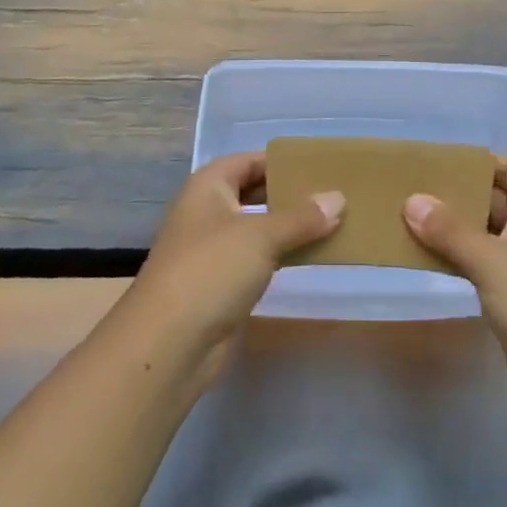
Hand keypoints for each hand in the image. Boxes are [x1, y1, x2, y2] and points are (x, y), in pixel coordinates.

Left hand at [118, 153, 343, 384]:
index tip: (320, 165)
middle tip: (332, 194)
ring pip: (257, 228)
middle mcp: (208, 212)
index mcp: (208, 186)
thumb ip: (302, 217)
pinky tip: (309, 257)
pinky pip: (257, 259)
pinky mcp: (220, 285)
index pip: (250, 161)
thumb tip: (339, 198)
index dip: (282, 161)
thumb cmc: (211, 270)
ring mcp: (212, 250)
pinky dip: (281, 255)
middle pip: (254, 193)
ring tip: (331, 223)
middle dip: (289, 194)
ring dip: (289, 227)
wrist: (167, 345)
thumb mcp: (261, 236)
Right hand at [405, 158, 506, 429]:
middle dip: (458, 196)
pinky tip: (428, 263)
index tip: (440, 165)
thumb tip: (411, 200)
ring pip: (485, 238)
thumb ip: (452, 231)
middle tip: (412, 192)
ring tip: (409, 223)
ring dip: (453, 232)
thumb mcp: (495, 262)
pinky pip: (482, 271)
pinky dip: (457, 263)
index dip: (481, 162)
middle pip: (495, 202)